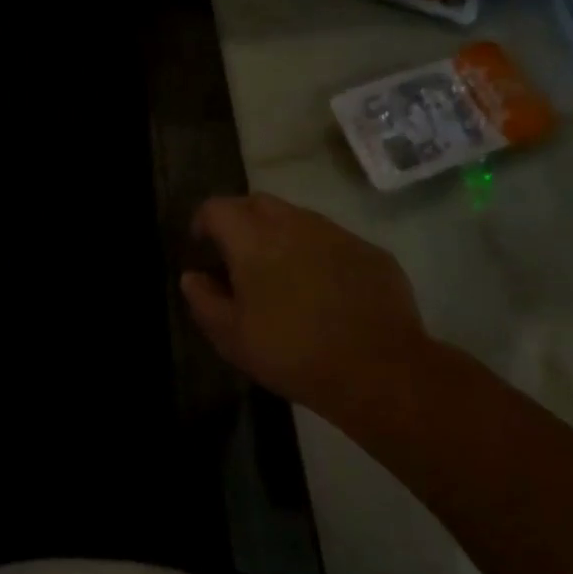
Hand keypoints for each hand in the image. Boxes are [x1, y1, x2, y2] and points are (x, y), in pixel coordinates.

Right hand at [180, 194, 440, 416]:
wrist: (380, 370)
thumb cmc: (292, 353)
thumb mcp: (231, 337)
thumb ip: (203, 300)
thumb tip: (192, 276)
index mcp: (252, 239)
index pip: (216, 207)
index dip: (203, 222)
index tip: (202, 247)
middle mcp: (293, 223)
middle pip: (257, 202)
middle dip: (241, 220)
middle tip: (238, 255)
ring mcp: (336, 233)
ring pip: (297, 217)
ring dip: (281, 234)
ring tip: (282, 272)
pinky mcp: (370, 251)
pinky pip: (333, 240)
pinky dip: (318, 253)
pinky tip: (324, 288)